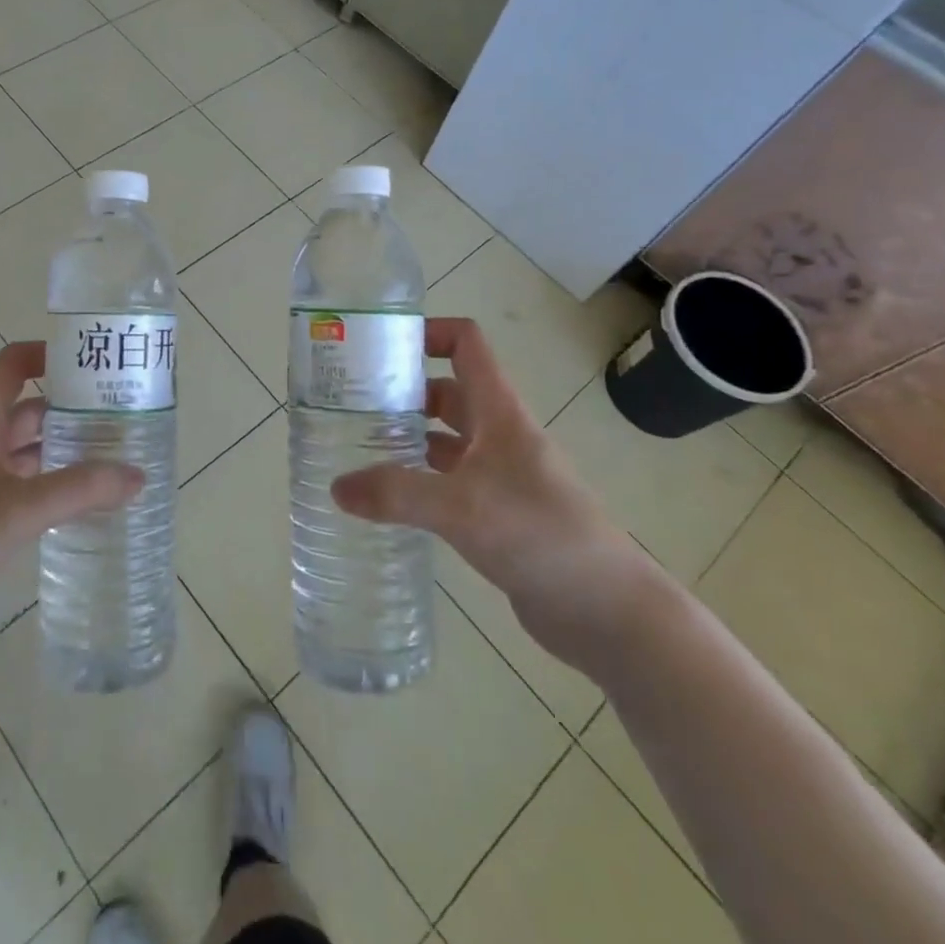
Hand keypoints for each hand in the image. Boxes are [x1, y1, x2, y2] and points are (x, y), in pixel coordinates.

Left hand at [0, 342, 140, 668]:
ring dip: (67, 451)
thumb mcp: (19, 508)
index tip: (93, 361)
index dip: (47, 354)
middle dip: (72, 408)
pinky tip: (89, 505)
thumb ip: (81, 489)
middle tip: (124, 414)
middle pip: (28, 410)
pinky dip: (55, 490)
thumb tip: (138, 475)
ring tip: (118, 456)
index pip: (11, 366)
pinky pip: (26, 492)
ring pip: (29, 454)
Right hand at [331, 317, 661, 672]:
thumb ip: (397, 493)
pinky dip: (420, 479)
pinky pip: (450, 481)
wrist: (608, 611)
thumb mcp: (461, 508)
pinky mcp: (498, 513)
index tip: (380, 347)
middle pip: (447, 391)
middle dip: (403, 390)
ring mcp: (501, 475)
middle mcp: (500, 434)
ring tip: (357, 446)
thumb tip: (336, 487)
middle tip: (351, 403)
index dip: (427, 332)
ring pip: (447, 438)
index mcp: (499, 412)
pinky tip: (389, 498)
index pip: (466, 345)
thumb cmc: (540, 535)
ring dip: (409, 436)